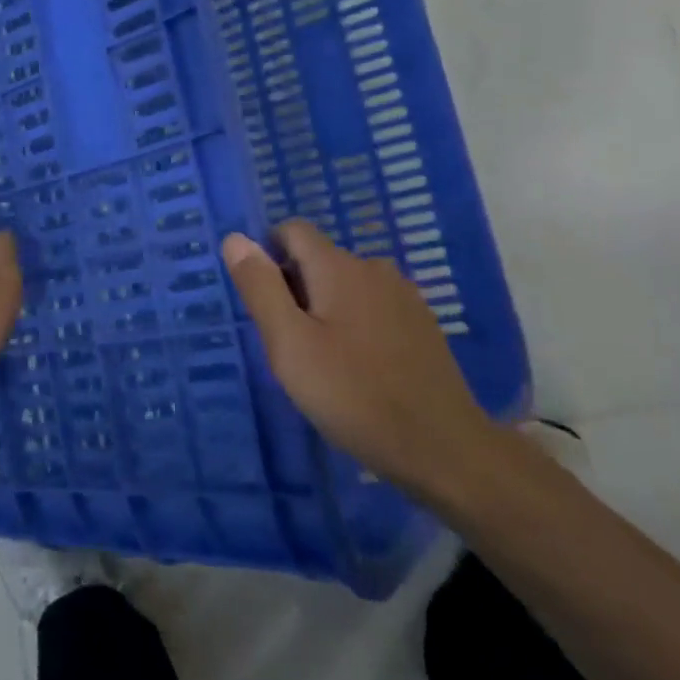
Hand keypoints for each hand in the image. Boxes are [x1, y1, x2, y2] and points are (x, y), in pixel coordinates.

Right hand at [221, 219, 503, 504]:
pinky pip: (373, 307)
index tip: (263, 302)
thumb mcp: (289, 345)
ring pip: (346, 285)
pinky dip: (355, 324)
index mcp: (338, 266)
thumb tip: (236, 238)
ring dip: (325, 308)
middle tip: (288, 344)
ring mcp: (403, 296)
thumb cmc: (354, 395)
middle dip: (294, 288)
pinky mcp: (422, 325)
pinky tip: (359, 369)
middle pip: (318, 259)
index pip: (292, 230)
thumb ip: (261, 288)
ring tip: (321, 361)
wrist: (443, 449)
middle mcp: (373, 268)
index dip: (267, 255)